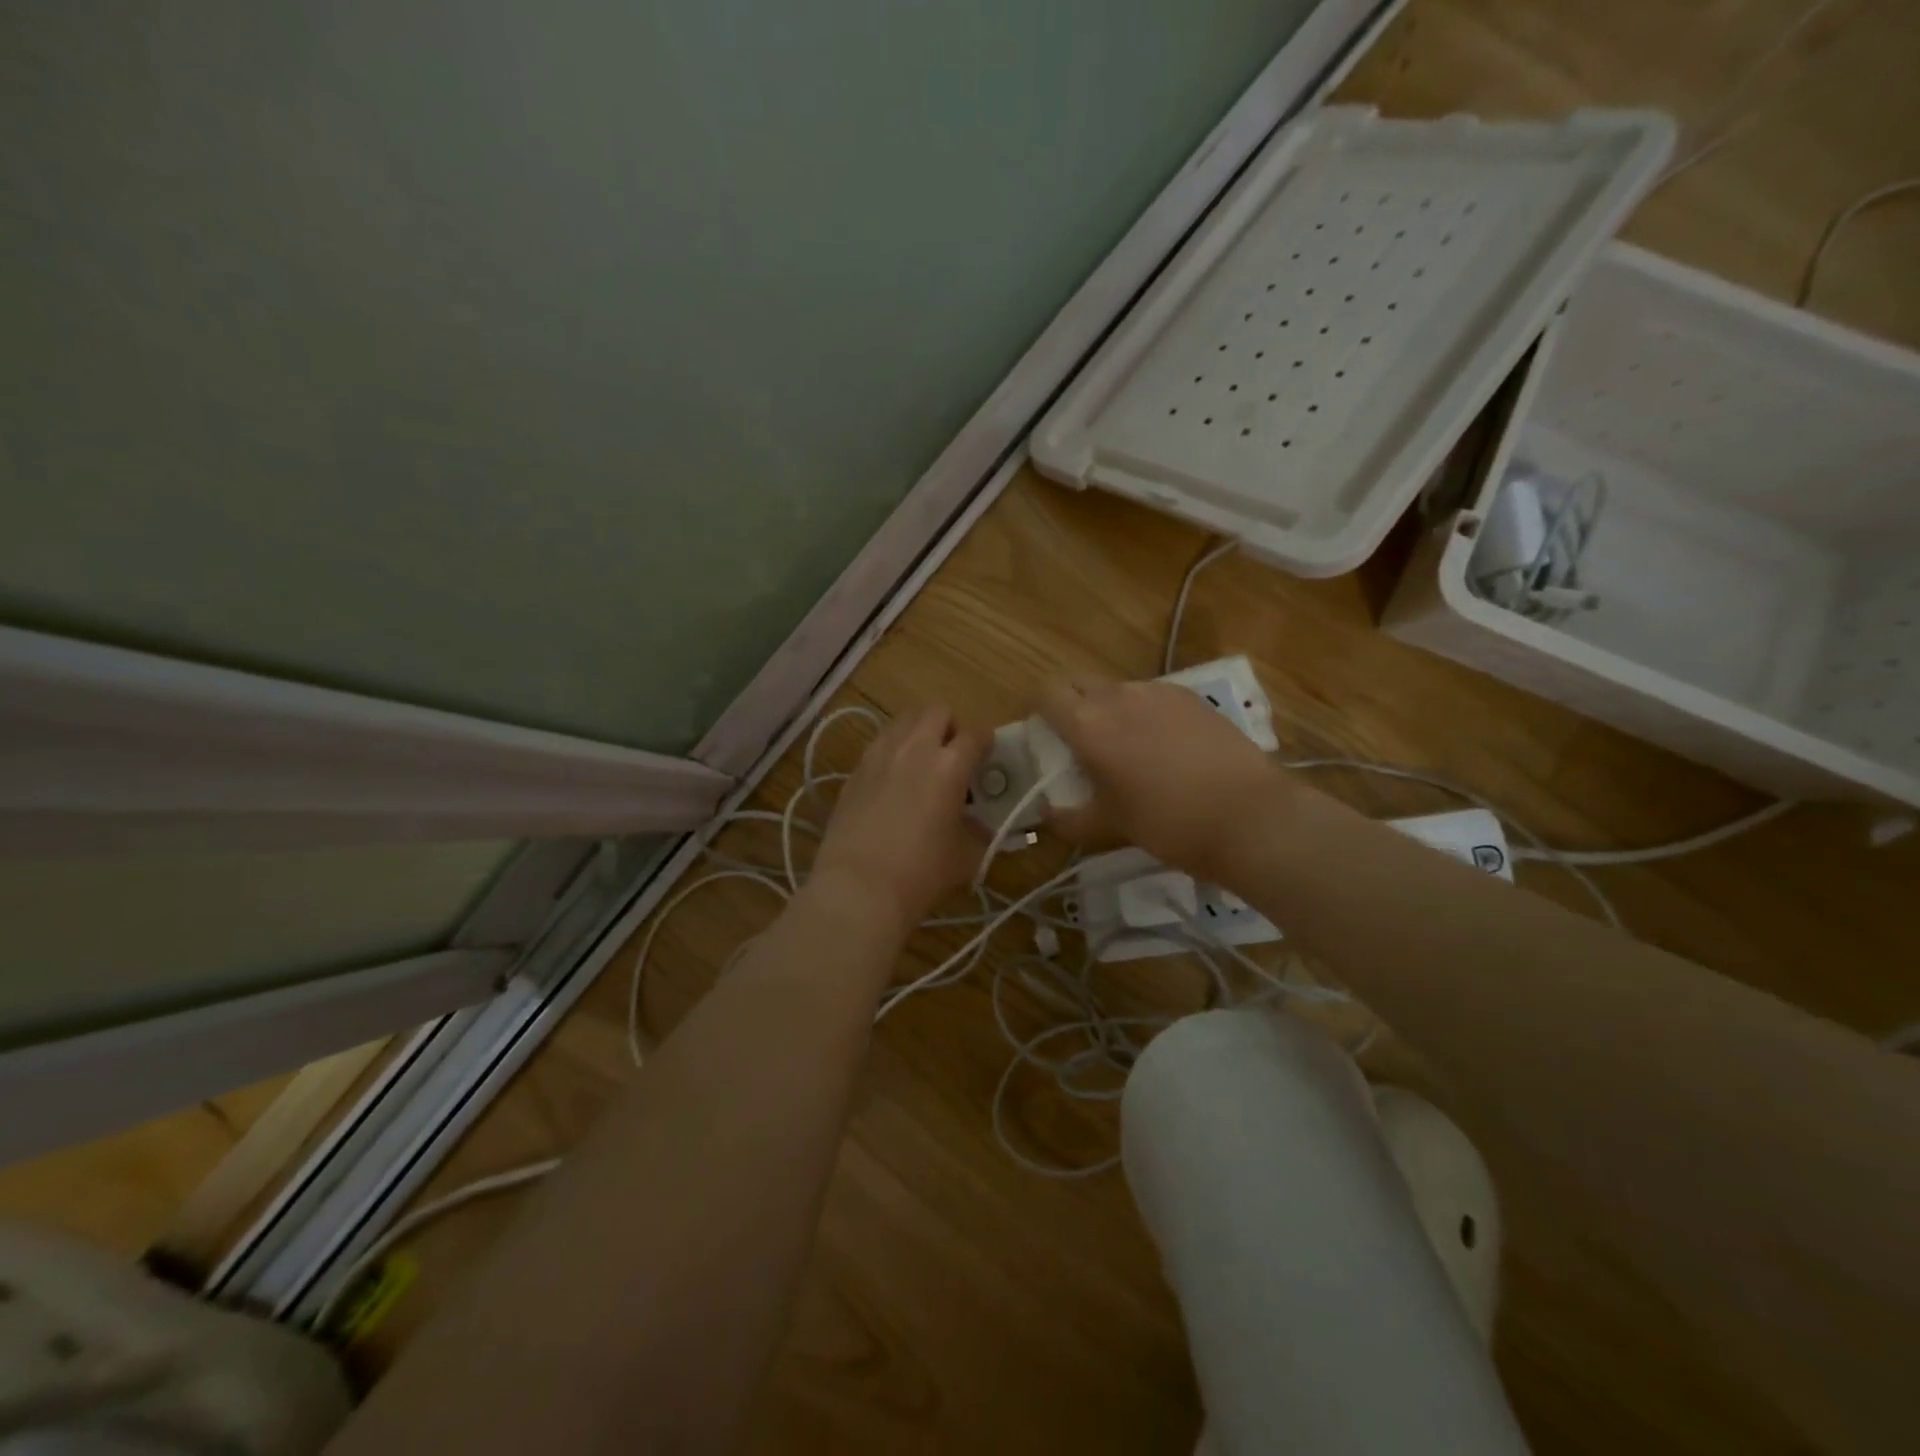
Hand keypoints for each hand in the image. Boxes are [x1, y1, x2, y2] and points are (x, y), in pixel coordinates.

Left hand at [810, 705, 989, 935]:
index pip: (976, 735)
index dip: (986, 741)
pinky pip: (879, 744)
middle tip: (952, 756)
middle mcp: (914, 749)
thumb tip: (982, 825)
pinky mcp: (855, 771)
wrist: (858, 887)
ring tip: (921, 763)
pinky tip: (893, 782)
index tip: (987, 755)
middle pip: (936, 711)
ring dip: (918, 732)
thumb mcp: (965, 857)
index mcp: (949, 766)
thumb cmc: (921, 873)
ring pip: (903, 721)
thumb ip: (979, 833)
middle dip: (950, 727)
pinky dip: (892, 751)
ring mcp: (879, 756)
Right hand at [1034, 674, 1288, 880]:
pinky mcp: (1191, 697)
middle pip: (1079, 683)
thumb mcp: (1109, 827)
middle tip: (1082, 741)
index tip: (1046, 733)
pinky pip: (1153, 696)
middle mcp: (1118, 697)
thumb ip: (1069, 818)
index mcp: (1088, 725)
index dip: (1040, 709)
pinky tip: (1167, 746)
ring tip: (1130, 747)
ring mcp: (1158, 692)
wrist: (1248, 816)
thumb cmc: (1167, 823)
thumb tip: (1047, 813)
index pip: (1046, 693)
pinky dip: (1146, 712)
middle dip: (1072, 704)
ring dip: (1110, 709)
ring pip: (1117, 690)